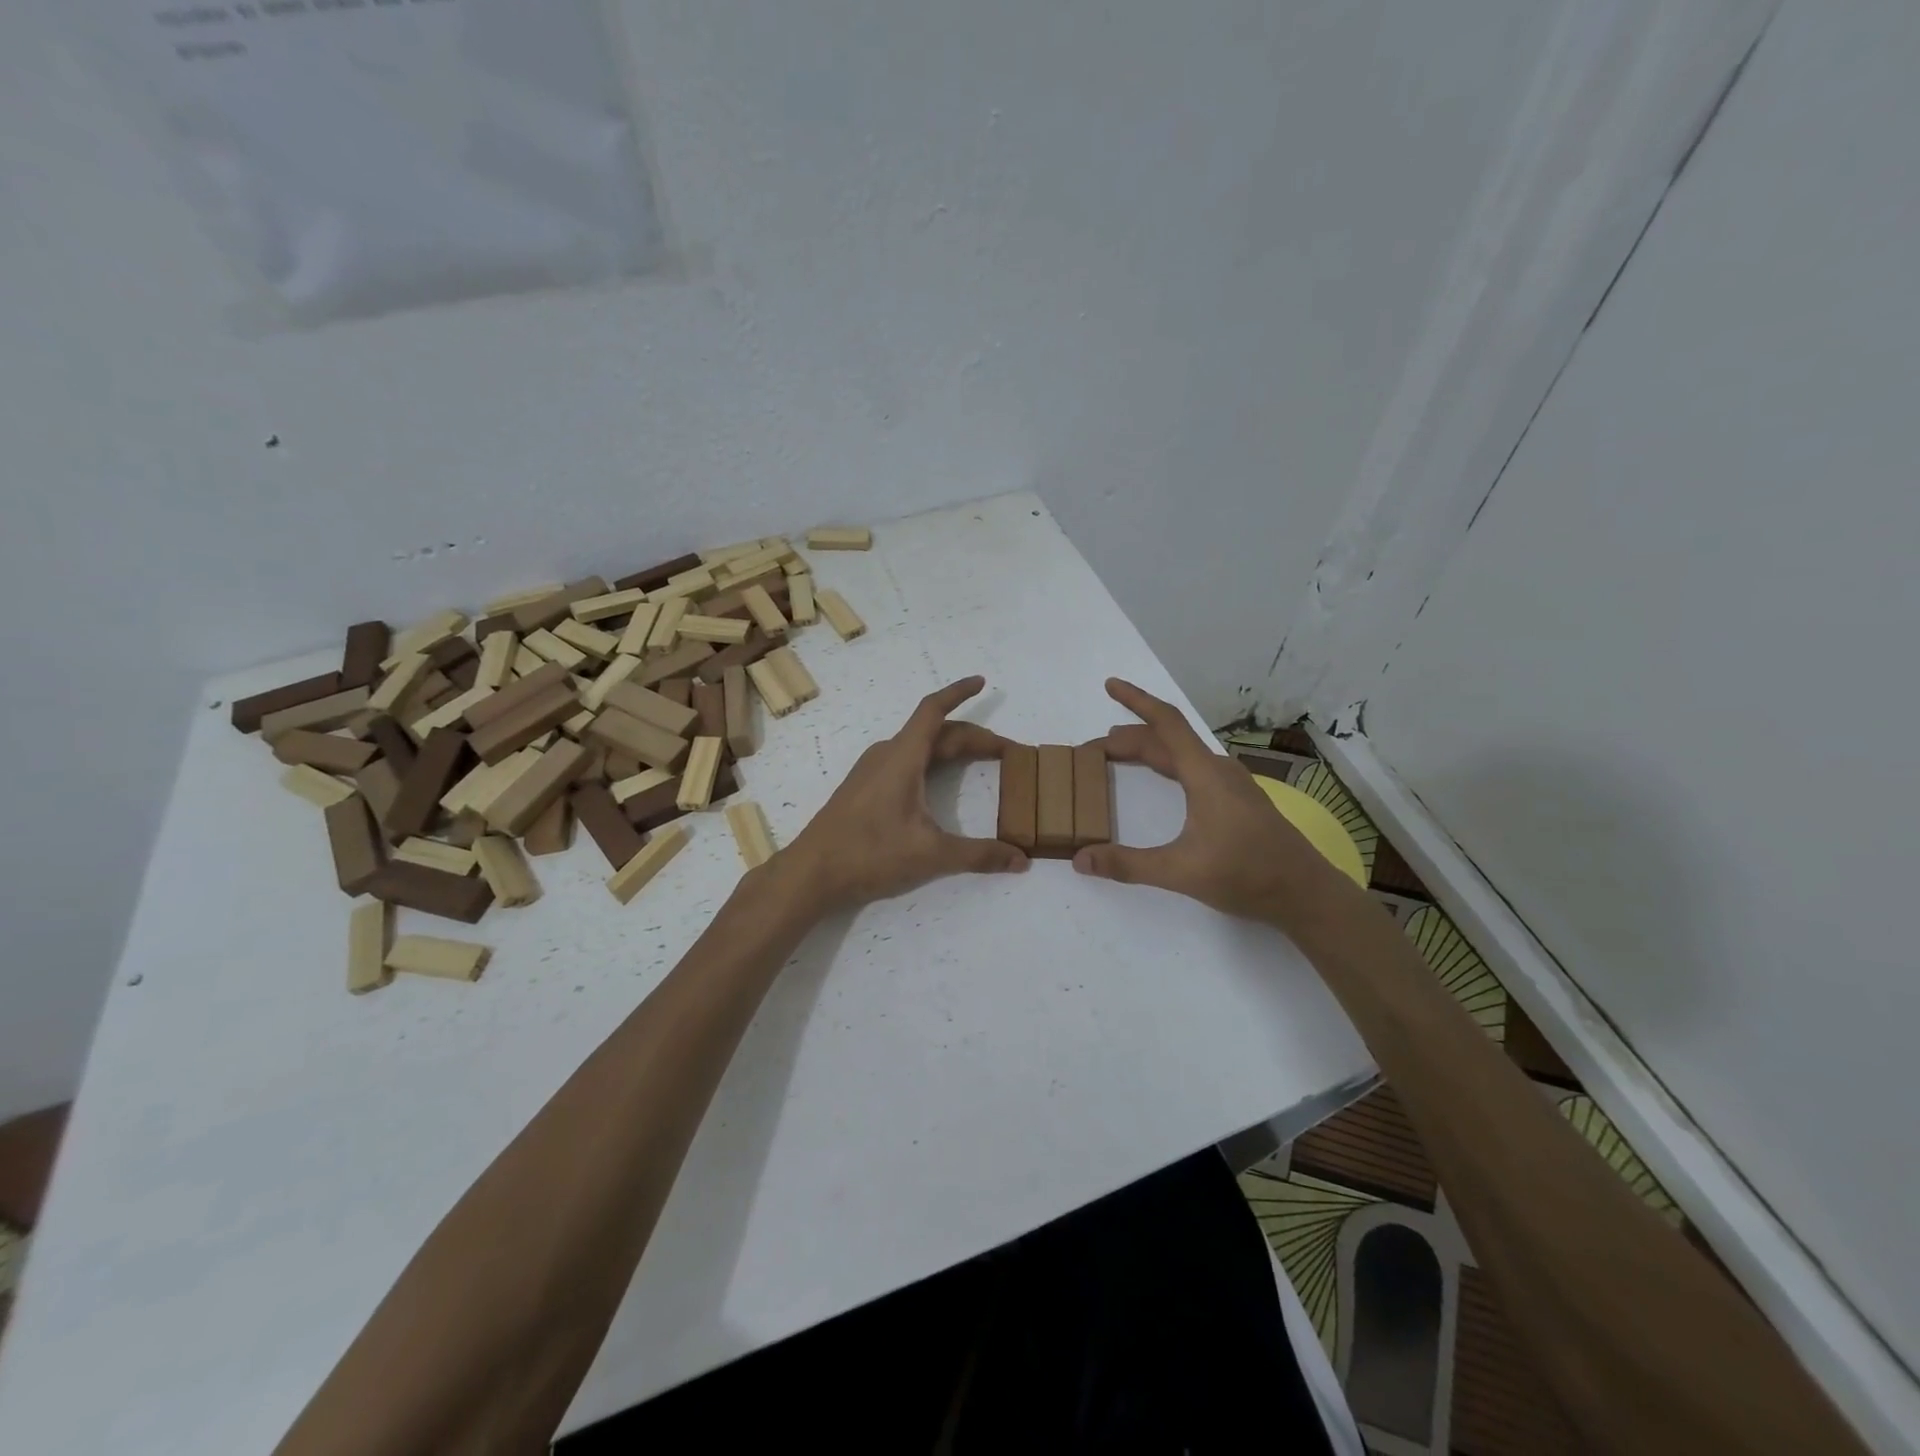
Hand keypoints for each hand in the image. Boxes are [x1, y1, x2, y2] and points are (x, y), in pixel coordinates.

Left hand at [783, 676, 1027, 911]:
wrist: (811, 873)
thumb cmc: (869, 854)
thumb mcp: (931, 855)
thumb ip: (979, 855)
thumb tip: (1022, 860)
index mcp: (902, 757)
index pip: (934, 711)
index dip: (958, 693)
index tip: (981, 681)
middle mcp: (886, 755)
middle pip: (934, 732)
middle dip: (971, 736)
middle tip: (1004, 751)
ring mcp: (871, 771)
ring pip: (918, 747)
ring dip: (949, 748)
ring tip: (976, 759)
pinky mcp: (863, 789)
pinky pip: (904, 761)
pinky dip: (930, 762)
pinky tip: (935, 782)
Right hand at [1073, 678, 1338, 923]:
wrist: (1306, 894)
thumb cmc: (1247, 874)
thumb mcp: (1180, 871)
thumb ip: (1127, 865)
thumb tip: (1080, 858)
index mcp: (1205, 774)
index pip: (1165, 724)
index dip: (1136, 700)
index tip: (1110, 685)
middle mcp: (1218, 771)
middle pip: (1168, 740)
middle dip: (1129, 737)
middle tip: (1094, 750)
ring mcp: (1231, 785)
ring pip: (1182, 756)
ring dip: (1149, 751)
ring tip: (1117, 757)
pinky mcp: (1238, 801)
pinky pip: (1193, 770)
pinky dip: (1166, 767)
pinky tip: (1161, 782)